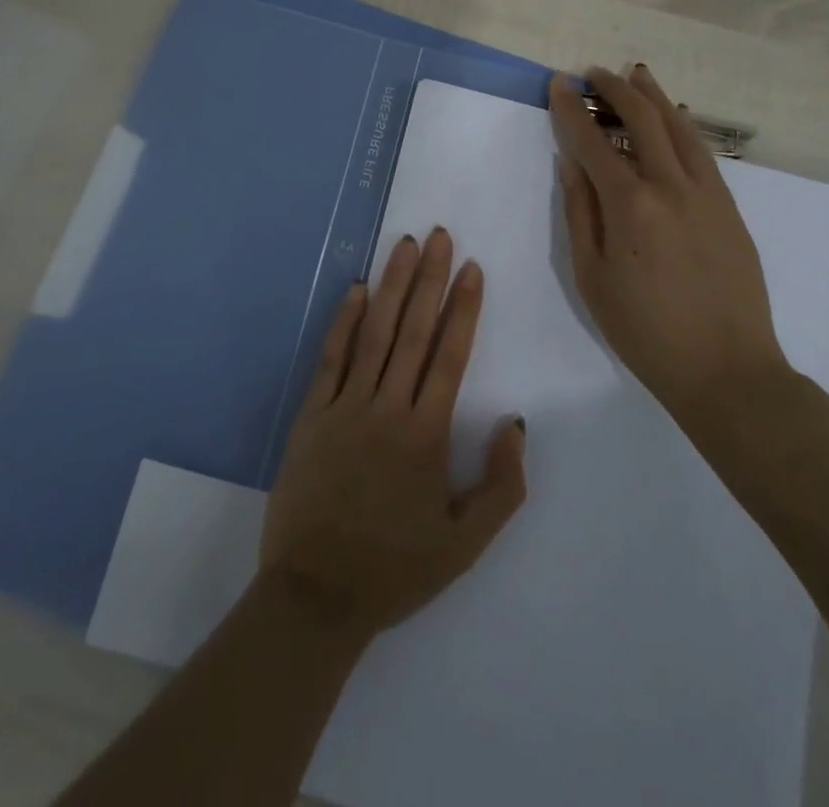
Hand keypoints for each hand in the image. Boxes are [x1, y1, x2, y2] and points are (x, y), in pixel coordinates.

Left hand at [260, 229, 528, 639]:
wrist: (317, 593)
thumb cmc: (395, 568)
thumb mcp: (465, 543)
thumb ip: (501, 485)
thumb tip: (515, 423)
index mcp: (426, 435)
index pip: (450, 356)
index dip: (463, 308)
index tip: (472, 268)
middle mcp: (387, 408)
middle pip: (413, 331)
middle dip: (430, 280)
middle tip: (440, 236)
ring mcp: (345, 406)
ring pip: (374, 333)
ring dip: (392, 286)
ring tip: (405, 246)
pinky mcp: (312, 413)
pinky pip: (331, 357)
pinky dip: (345, 321)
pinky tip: (358, 289)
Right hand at [549, 65, 789, 421]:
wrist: (726, 369)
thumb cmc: (643, 329)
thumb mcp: (591, 276)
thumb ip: (579, 212)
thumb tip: (572, 162)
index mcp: (630, 205)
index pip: (593, 141)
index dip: (572, 109)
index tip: (558, 83)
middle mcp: (671, 187)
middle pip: (643, 120)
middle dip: (615, 90)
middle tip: (594, 72)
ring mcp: (708, 194)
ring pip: (680, 127)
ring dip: (654, 97)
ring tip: (635, 76)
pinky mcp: (729, 207)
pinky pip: (702, 152)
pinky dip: (683, 125)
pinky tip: (674, 118)